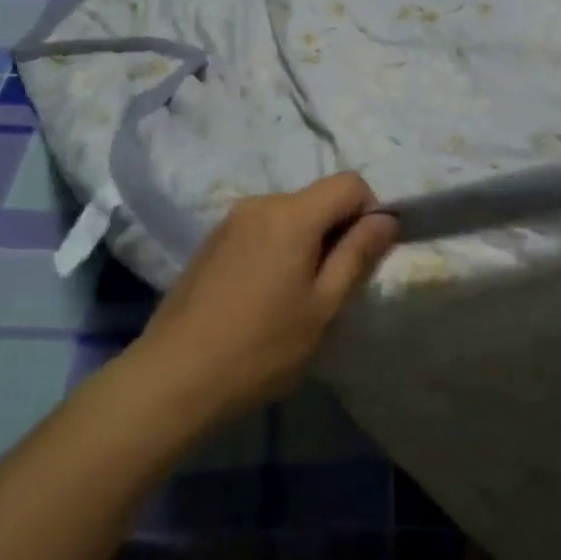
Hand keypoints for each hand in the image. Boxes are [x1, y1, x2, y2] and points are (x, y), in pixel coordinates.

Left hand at [129, 173, 396, 429]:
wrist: (174, 376)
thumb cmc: (261, 347)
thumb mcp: (322, 308)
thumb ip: (357, 255)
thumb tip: (386, 218)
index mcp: (292, 214)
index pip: (350, 183)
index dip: (369, 212)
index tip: (363, 257)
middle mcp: (261, 203)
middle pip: (318, 198)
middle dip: (336, 231)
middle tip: (328, 289)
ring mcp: (231, 219)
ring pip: (289, 215)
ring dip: (305, 242)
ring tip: (292, 298)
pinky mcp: (212, 240)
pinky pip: (261, 229)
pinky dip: (276, 249)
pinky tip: (260, 297)